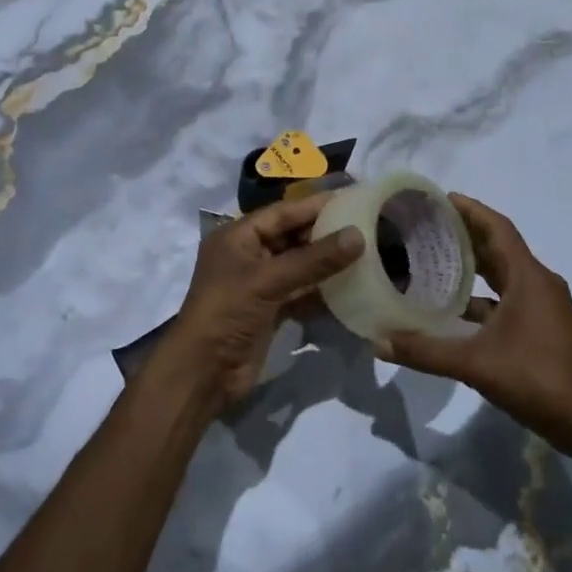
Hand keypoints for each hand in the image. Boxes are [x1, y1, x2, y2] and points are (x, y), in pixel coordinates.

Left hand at [156, 192, 364, 411]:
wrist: (204, 373)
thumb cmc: (227, 313)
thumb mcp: (268, 281)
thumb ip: (314, 259)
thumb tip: (357, 235)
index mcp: (237, 236)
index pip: (282, 213)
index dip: (316, 205)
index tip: (352, 197)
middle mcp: (248, 254)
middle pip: (292, 236)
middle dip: (325, 232)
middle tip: (366, 224)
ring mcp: (260, 284)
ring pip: (300, 265)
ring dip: (327, 261)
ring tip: (367, 250)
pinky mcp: (271, 309)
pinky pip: (301, 291)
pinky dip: (323, 288)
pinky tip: (352, 284)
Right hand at [382, 194, 571, 454]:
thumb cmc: (536, 378)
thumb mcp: (475, 364)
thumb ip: (425, 352)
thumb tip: (378, 343)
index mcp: (528, 277)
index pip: (498, 228)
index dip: (470, 210)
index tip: (441, 198)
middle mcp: (539, 283)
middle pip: (499, 247)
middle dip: (466, 235)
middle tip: (428, 227)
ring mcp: (544, 306)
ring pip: (503, 275)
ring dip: (474, 267)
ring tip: (435, 261)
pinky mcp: (543, 327)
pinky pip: (508, 298)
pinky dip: (482, 297)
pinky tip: (454, 310)